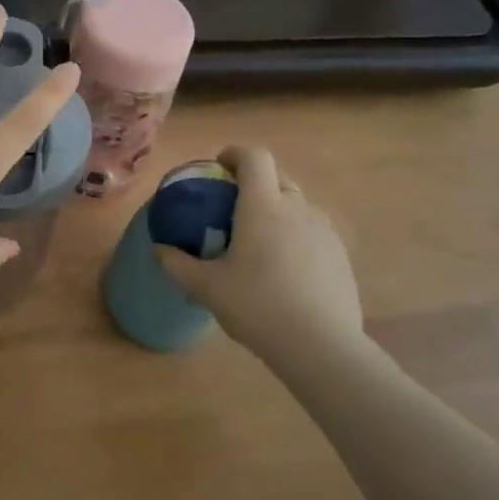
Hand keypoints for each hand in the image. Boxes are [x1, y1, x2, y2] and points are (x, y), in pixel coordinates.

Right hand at [155, 146, 365, 359]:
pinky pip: (312, 232)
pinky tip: (283, 270)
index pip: (254, 157)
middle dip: (253, 182)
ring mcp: (324, 231)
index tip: (218, 165)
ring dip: (276, 210)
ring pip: (297, 205)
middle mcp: (297, 208)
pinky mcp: (340, 256)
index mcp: (263, 206)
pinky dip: (294, 236)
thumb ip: (177, 264)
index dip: (235, 154)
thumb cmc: (257, 305)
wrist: (321, 345)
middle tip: (231, 206)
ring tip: (257, 242)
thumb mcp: (206, 287)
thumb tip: (158, 250)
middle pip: (277, 176)